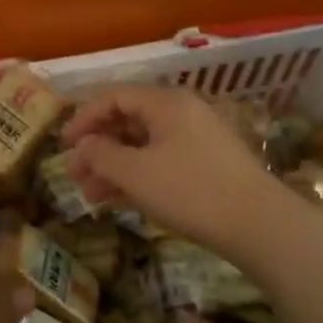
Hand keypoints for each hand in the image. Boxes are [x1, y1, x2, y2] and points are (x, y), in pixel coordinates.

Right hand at [62, 83, 273, 251]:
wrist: (259, 225)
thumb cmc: (190, 191)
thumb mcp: (135, 173)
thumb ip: (100, 155)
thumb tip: (83, 145)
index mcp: (165, 103)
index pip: (113, 97)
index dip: (83, 118)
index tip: (63, 145)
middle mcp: (182, 113)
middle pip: (128, 121)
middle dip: (97, 148)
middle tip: (75, 175)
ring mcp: (197, 139)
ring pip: (143, 145)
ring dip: (113, 167)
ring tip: (91, 196)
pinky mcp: (207, 164)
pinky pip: (161, 160)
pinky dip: (137, 176)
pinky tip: (119, 200)